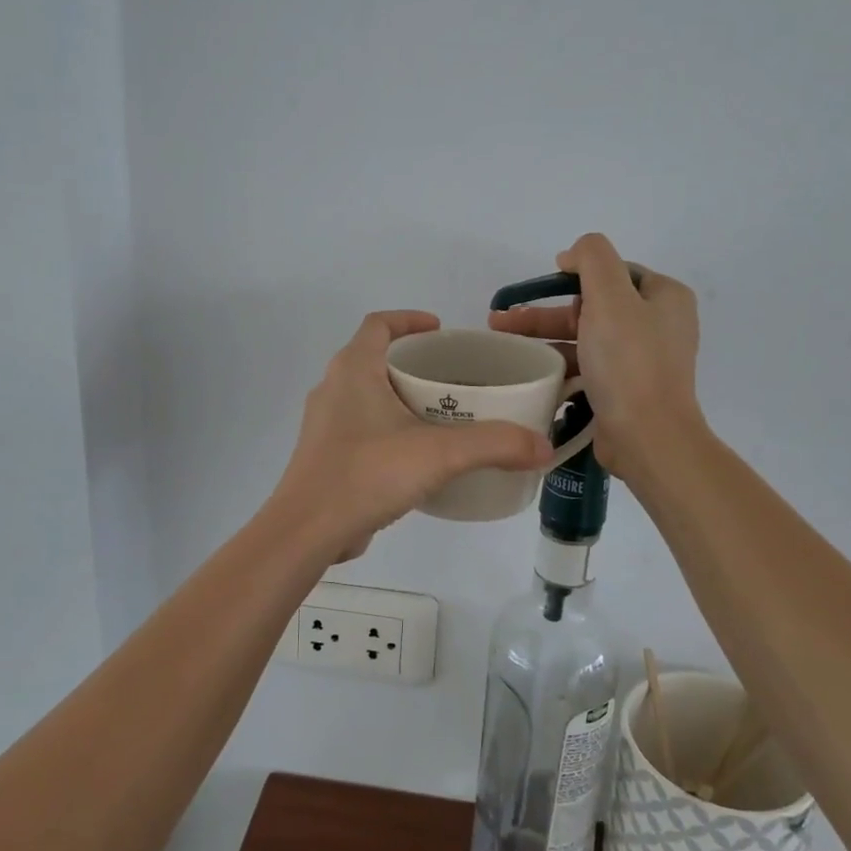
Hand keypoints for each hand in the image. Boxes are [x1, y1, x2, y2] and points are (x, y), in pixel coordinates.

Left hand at [271, 311, 552, 562]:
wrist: (307, 531)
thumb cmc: (367, 473)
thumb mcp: (439, 454)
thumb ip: (494, 445)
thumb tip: (543, 447)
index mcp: (353, 369)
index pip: (379, 324)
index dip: (409, 320)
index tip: (440, 330)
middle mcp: (333, 388)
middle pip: (374, 358)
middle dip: (412, 363)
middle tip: (453, 378)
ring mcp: (325, 424)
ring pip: (367, 396)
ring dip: (400, 398)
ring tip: (442, 416)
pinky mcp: (325, 456)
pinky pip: (361, 428)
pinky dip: (388, 429)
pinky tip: (416, 456)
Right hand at [488, 233, 702, 478]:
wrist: (647, 437)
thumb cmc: (629, 362)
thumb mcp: (610, 296)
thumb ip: (592, 258)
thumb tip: (572, 254)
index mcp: (664, 297)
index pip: (613, 272)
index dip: (575, 274)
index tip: (541, 286)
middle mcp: (658, 325)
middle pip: (593, 305)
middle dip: (546, 311)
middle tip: (504, 319)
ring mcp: (641, 360)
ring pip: (584, 338)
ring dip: (544, 337)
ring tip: (502, 343)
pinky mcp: (625, 390)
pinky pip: (586, 367)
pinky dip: (559, 364)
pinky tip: (529, 370)